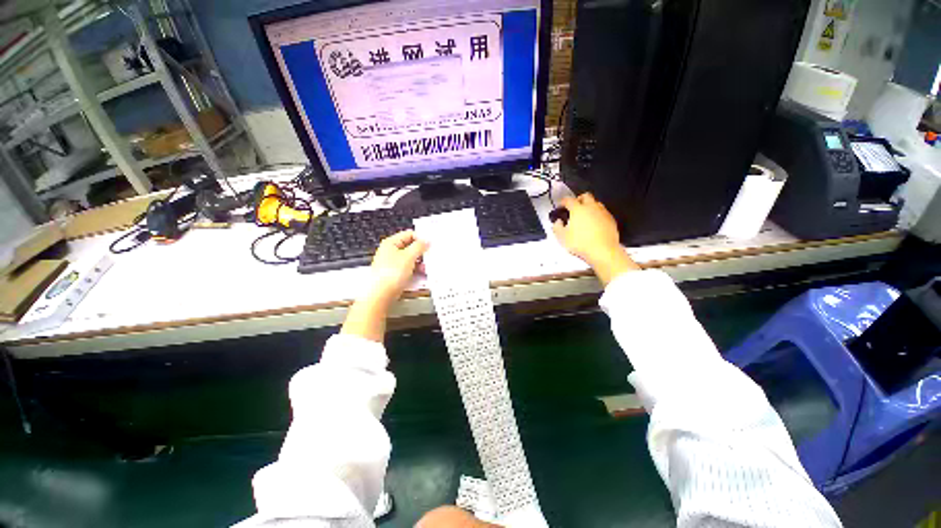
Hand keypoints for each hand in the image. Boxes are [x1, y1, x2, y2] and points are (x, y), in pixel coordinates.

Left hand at [369, 230, 428, 302]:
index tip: (430, 245)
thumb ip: (419, 246)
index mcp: (391, 243)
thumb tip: (426, 241)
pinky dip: (416, 271)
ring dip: (420, 263)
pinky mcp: (395, 274)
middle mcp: (390, 252)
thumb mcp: (409, 256)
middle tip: (429, 257)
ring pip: (411, 259)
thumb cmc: (390, 274)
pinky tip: (421, 275)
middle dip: (421, 253)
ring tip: (425, 269)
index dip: (420, 238)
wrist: (381, 295)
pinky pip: (409, 269)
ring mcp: (393, 263)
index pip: (409, 234)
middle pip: (410, 247)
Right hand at [552, 193, 638, 284]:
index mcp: (578, 209)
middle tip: (574, 208)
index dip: (562, 202)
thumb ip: (557, 227)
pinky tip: (594, 224)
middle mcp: (591, 207)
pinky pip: (603, 213)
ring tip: (584, 216)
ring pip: (596, 203)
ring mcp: (603, 212)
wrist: (603, 251)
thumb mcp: (562, 237)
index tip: (560, 207)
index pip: (568, 200)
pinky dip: (597, 215)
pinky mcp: (611, 220)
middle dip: (578, 200)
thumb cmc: (580, 243)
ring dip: (589, 206)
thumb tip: (558, 222)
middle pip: (585, 196)